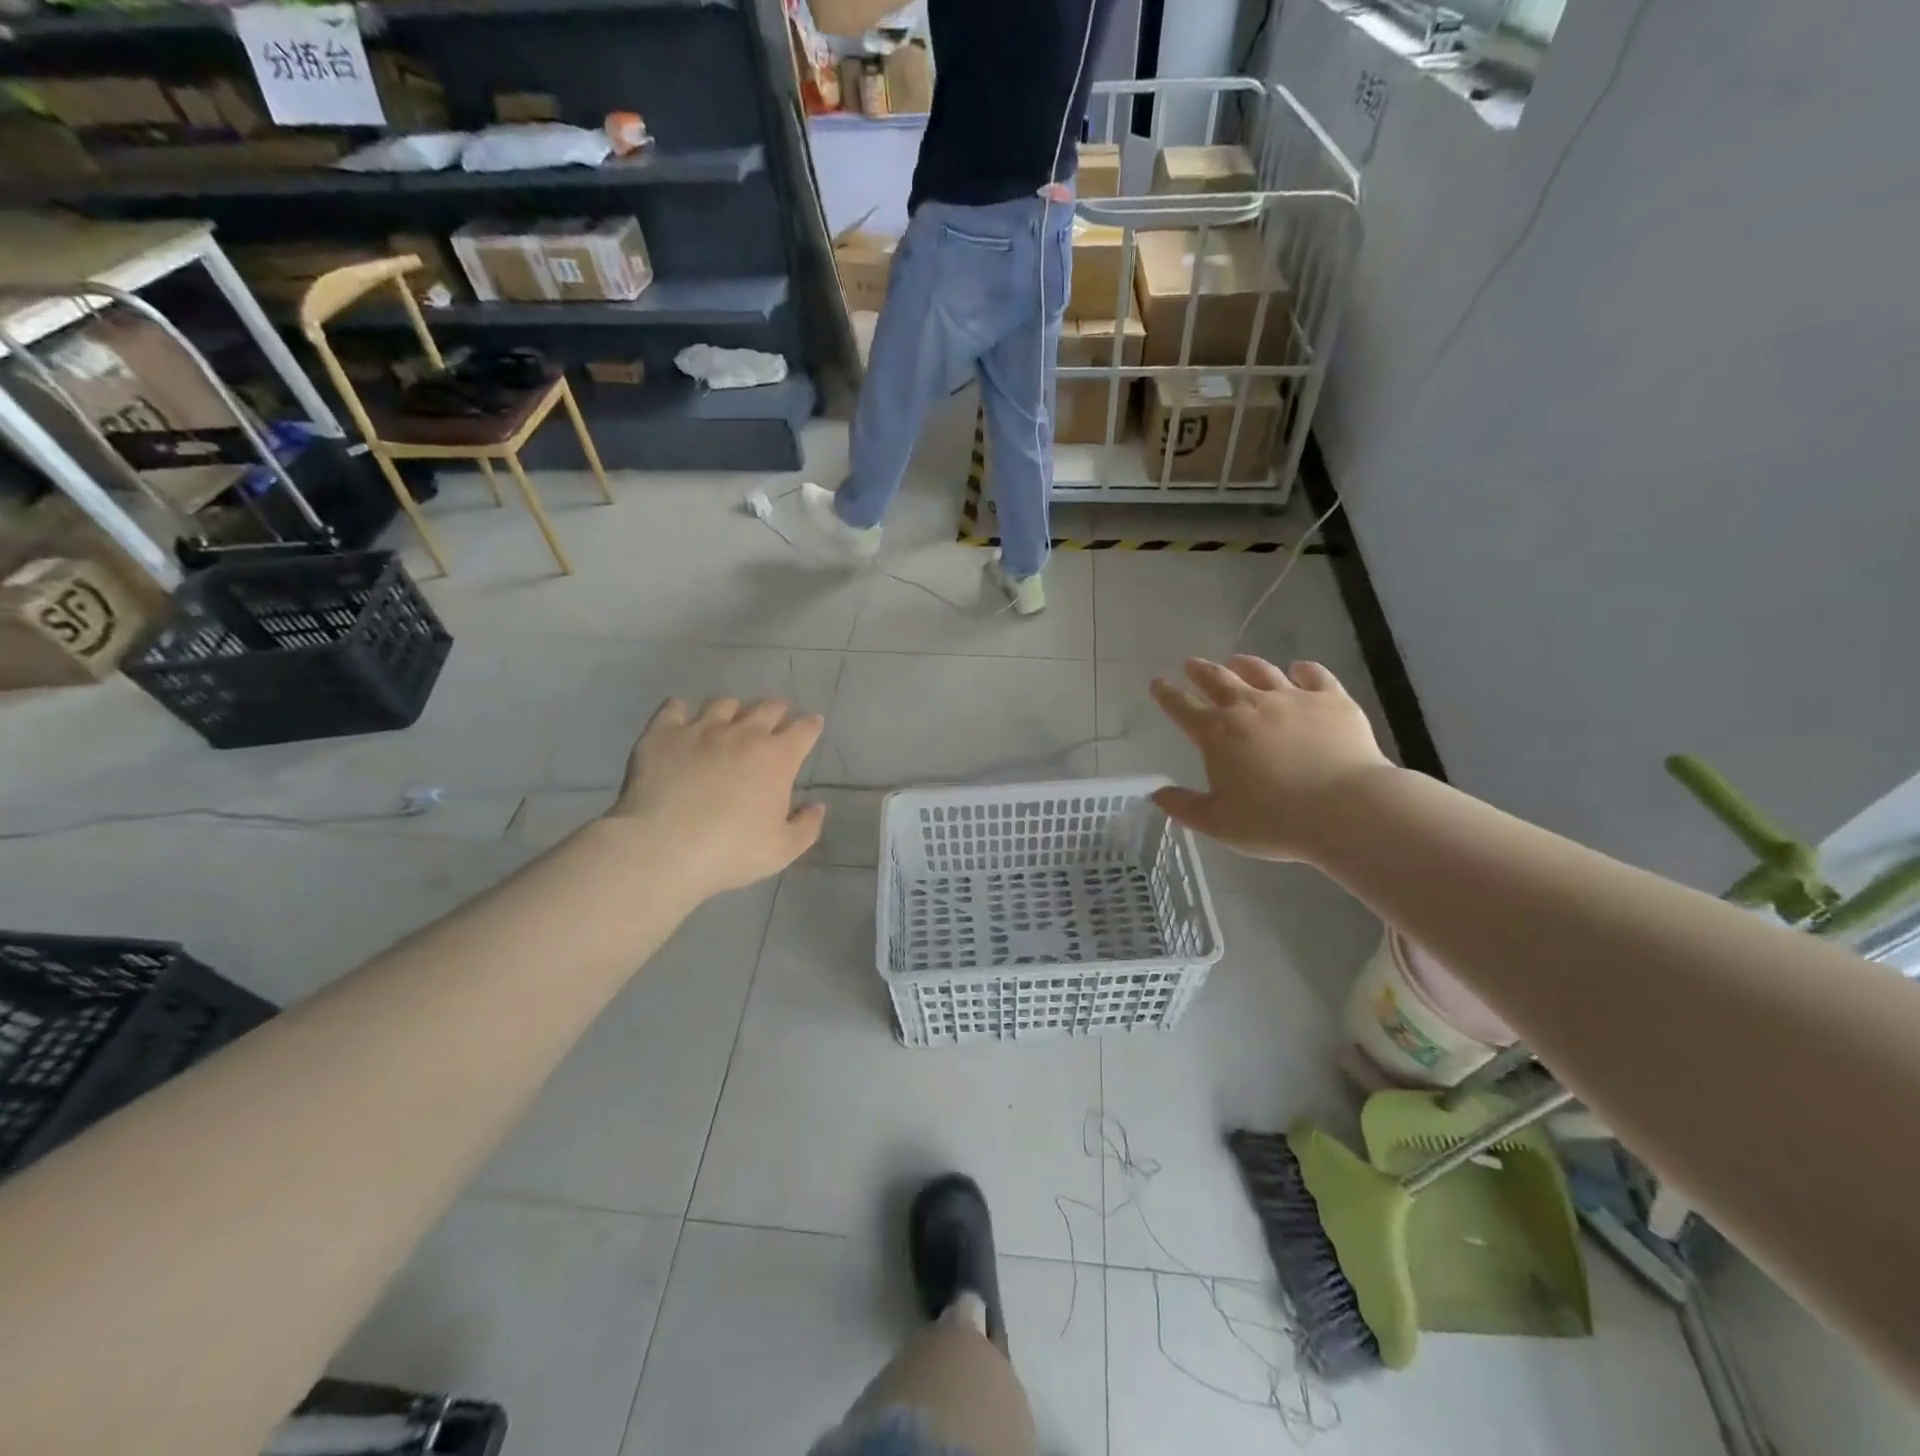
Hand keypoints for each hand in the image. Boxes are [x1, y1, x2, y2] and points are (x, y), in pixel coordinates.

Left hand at [603, 697, 826, 897]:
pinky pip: (675, 707)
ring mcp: (701, 728)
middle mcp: (744, 733)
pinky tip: (682, 721)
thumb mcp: (782, 851)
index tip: (812, 726)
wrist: (663, 848)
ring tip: (728, 722)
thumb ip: (806, 826)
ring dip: (732, 711)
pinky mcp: (663, 733)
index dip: (811, 725)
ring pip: (723, 703)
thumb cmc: (730, 851)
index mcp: (778, 758)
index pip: (805, 729)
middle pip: (768, 707)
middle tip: (774, 722)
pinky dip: (682, 711)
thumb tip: (817, 806)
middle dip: (776, 711)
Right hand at [1149, 656, 1393, 861]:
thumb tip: (1157, 795)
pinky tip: (1300, 669)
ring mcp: (1292, 699)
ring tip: (1237, 661)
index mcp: (1217, 734)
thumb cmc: (1274, 821)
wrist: (1345, 810)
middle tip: (1191, 664)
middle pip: (1218, 680)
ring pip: (1261, 671)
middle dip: (1200, 671)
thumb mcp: (1218, 823)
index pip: (1182, 708)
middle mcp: (1249, 707)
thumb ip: (1184, 807)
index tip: (1157, 683)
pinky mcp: (1331, 700)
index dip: (1167, 695)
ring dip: (1245, 664)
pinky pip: (1314, 675)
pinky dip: (1303, 670)